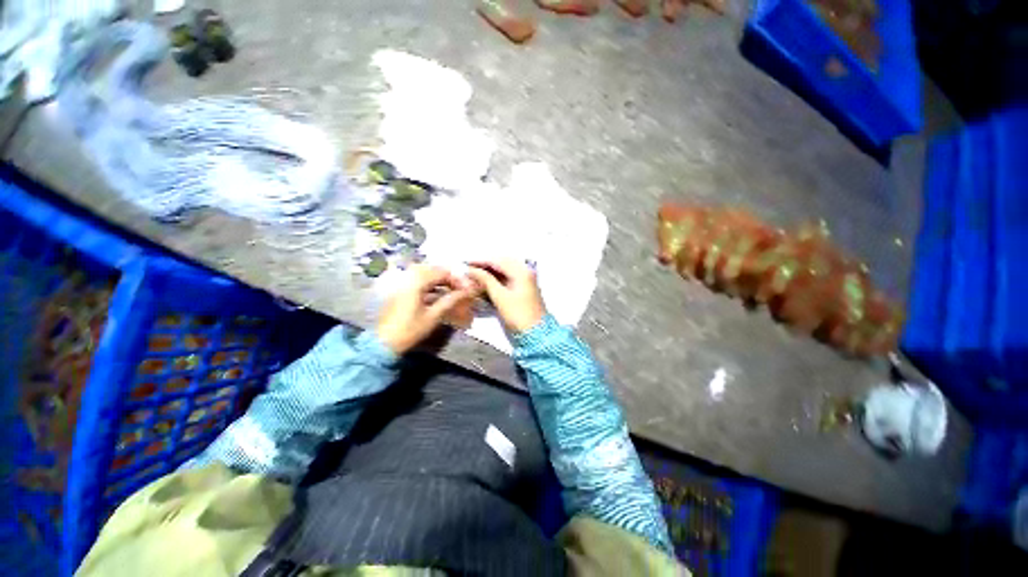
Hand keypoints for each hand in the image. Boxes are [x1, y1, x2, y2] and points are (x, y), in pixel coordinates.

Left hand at [377, 265, 475, 354]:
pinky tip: (435, 291)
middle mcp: (407, 278)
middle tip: (459, 287)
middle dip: (447, 276)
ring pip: (423, 272)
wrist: (383, 342)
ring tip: (449, 288)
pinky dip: (427, 282)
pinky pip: (415, 278)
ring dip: (437, 277)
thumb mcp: (433, 316)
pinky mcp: (398, 289)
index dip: (456, 279)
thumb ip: (449, 301)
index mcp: (416, 283)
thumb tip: (465, 293)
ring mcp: (401, 282)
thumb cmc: (409, 330)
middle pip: (432, 269)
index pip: (441, 272)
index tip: (466, 288)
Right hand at [467, 259, 545, 334]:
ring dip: (490, 272)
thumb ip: (486, 280)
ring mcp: (526, 279)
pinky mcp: (524, 288)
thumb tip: (471, 270)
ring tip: (475, 275)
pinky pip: (508, 277)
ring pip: (505, 270)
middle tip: (469, 269)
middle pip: (502, 263)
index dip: (480, 261)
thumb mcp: (500, 297)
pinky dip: (497, 278)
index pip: (497, 261)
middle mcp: (525, 271)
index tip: (465, 263)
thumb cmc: (518, 314)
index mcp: (521, 271)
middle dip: (485, 265)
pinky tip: (486, 282)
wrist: (536, 333)